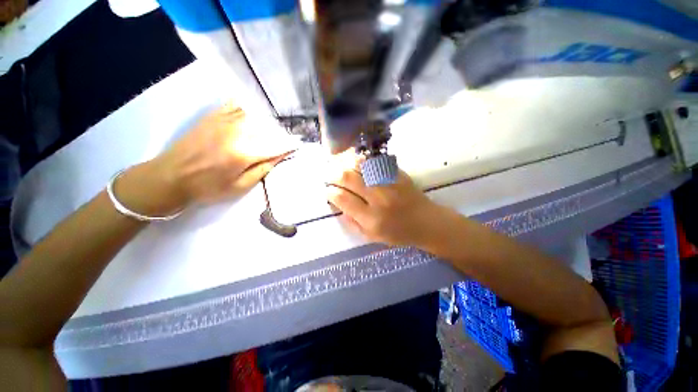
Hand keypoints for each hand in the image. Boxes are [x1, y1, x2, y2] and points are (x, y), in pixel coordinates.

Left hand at [118, 103, 296, 214]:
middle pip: (268, 129)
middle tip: (284, 141)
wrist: (170, 177)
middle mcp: (236, 133)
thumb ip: (262, 170)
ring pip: (255, 116)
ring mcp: (223, 121)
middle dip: (279, 135)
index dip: (289, 146)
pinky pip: (235, 106)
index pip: (275, 146)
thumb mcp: (240, 187)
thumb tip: (278, 156)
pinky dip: (247, 109)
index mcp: (244, 153)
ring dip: (267, 123)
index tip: (298, 145)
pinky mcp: (212, 117)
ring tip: (270, 131)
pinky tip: (251, 114)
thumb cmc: (207, 187)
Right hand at [326, 156, 448, 247]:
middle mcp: (378, 199)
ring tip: (342, 168)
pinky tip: (358, 164)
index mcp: (371, 219)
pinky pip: (375, 162)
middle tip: (331, 177)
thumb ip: (352, 222)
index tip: (328, 191)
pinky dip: (363, 161)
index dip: (331, 192)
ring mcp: (389, 183)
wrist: (427, 223)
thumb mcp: (372, 236)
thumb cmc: (398, 233)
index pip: (343, 199)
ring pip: (360, 166)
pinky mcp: (397, 174)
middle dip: (334, 175)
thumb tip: (338, 204)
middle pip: (348, 178)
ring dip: (346, 165)